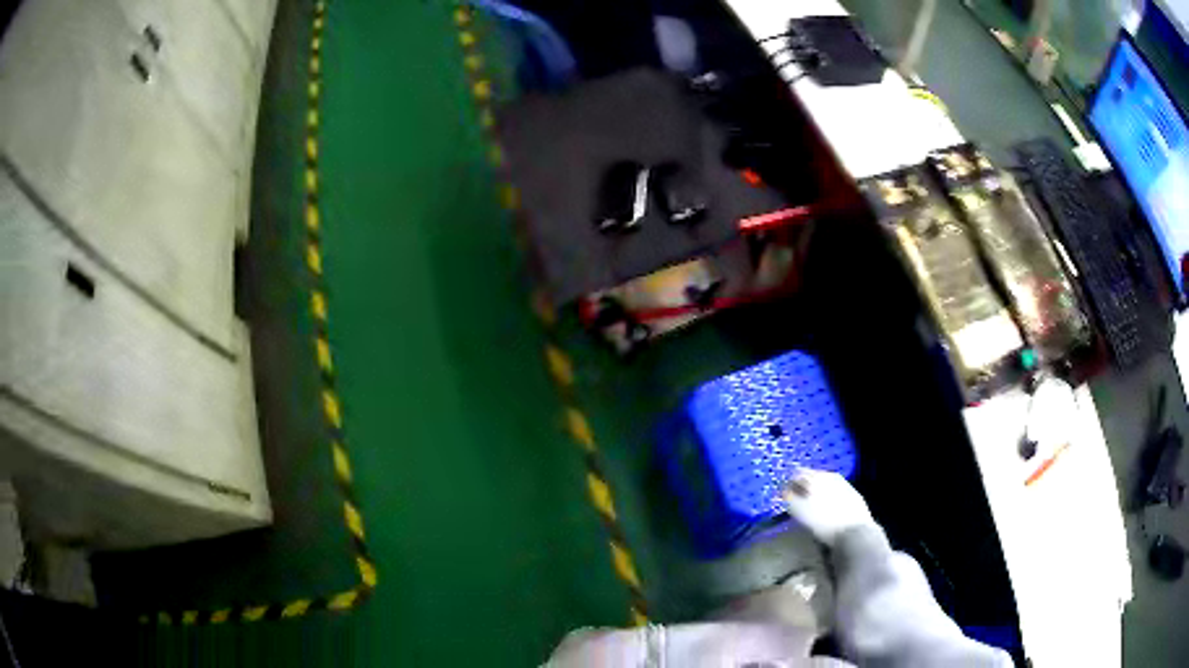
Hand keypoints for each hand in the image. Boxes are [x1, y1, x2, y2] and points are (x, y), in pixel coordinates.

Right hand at [782, 469, 873, 546]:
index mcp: (816, 476)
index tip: (783, 496)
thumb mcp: (800, 511)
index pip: (797, 473)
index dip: (788, 483)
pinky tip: (828, 509)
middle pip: (812, 477)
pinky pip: (836, 492)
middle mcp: (831, 476)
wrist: (855, 532)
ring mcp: (844, 484)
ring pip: (825, 484)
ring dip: (817, 492)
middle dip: (803, 487)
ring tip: (811, 507)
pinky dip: (829, 498)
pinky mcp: (854, 495)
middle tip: (796, 501)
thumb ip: (789, 497)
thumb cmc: (823, 521)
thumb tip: (783, 489)